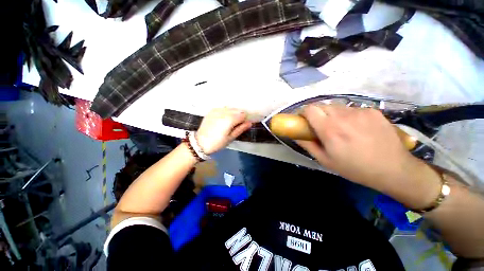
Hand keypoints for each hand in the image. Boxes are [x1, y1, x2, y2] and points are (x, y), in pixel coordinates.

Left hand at [196, 108, 251, 154]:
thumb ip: (241, 129)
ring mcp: (217, 110)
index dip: (245, 120)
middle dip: (239, 116)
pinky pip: (223, 108)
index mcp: (230, 119)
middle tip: (236, 125)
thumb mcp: (231, 138)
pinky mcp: (212, 110)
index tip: (243, 125)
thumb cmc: (217, 143)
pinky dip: (226, 112)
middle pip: (237, 110)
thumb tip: (250, 123)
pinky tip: (223, 119)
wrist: (200, 142)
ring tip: (229, 123)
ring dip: (233, 114)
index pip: (243, 115)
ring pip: (230, 108)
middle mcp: (224, 112)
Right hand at [297, 104, 440, 208]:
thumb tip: (296, 136)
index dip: (303, 112)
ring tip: (340, 128)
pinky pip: (352, 109)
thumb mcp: (325, 160)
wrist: (394, 169)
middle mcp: (343, 116)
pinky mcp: (373, 111)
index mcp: (330, 129)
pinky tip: (356, 128)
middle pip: (322, 106)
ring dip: (332, 115)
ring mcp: (360, 111)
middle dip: (317, 114)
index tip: (303, 120)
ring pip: (337, 107)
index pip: (310, 109)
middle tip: (320, 126)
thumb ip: (307, 145)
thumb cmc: (354, 168)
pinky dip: (348, 116)